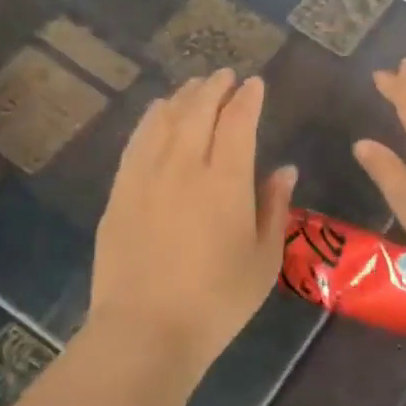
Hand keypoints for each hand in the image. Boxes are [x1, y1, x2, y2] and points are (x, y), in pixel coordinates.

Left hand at [87, 70, 297, 379]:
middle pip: (199, 110)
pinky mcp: (120, 191)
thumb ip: (274, 207)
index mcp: (226, 181)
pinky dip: (151, 119)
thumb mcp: (264, 259)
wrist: (146, 329)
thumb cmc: (218, 300)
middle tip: (225, 76)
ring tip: (194, 88)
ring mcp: (146, 175)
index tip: (255, 84)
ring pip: (165, 119)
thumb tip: (285, 169)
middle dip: (215, 87)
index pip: (239, 121)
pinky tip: (157, 114)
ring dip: (183, 97)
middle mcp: (185, 165)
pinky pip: (137, 140)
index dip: (248, 98)